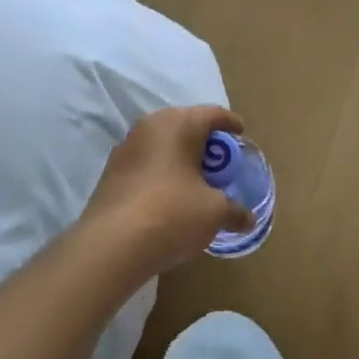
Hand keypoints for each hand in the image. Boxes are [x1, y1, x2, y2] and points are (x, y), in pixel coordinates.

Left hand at [81, 105, 254, 276]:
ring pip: (162, 146)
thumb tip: (248, 219)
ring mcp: (125, 150)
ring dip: (181, 159)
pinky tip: (171, 196)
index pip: (213, 114)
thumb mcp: (214, 212)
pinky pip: (146, 165)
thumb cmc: (173, 213)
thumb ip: (234, 210)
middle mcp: (148, 128)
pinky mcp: (110, 174)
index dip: (231, 123)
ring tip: (197, 181)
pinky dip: (162, 174)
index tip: (242, 134)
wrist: (112, 245)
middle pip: (185, 126)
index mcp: (178, 124)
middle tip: (222, 161)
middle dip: (205, 142)